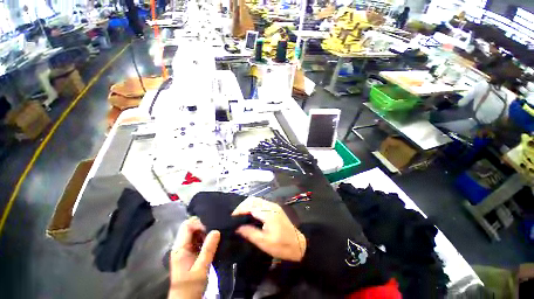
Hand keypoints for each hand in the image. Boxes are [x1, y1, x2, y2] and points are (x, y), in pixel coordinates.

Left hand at [168, 217, 220, 298]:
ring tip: (216, 236)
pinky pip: (197, 240)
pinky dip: (205, 239)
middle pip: (190, 227)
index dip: (199, 223)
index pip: (187, 225)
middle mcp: (180, 246)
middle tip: (215, 231)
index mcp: (180, 248)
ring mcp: (184, 250)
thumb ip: (208, 249)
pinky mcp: (189, 253)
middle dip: (203, 226)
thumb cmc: (191, 286)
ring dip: (205, 233)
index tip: (211, 228)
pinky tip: (212, 243)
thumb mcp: (201, 268)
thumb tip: (216, 230)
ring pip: (194, 233)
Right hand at [232, 197, 306, 261]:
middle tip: (235, 216)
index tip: (231, 217)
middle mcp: (271, 206)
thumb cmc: (281, 246)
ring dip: (248, 205)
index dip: (240, 209)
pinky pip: (261, 203)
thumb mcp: (264, 242)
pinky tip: (250, 213)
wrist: (298, 244)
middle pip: (253, 200)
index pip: (251, 206)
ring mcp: (274, 206)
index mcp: (269, 213)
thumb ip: (250, 233)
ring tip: (240, 215)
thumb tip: (237, 227)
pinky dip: (253, 206)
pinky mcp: (275, 208)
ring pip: (257, 200)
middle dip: (242, 205)